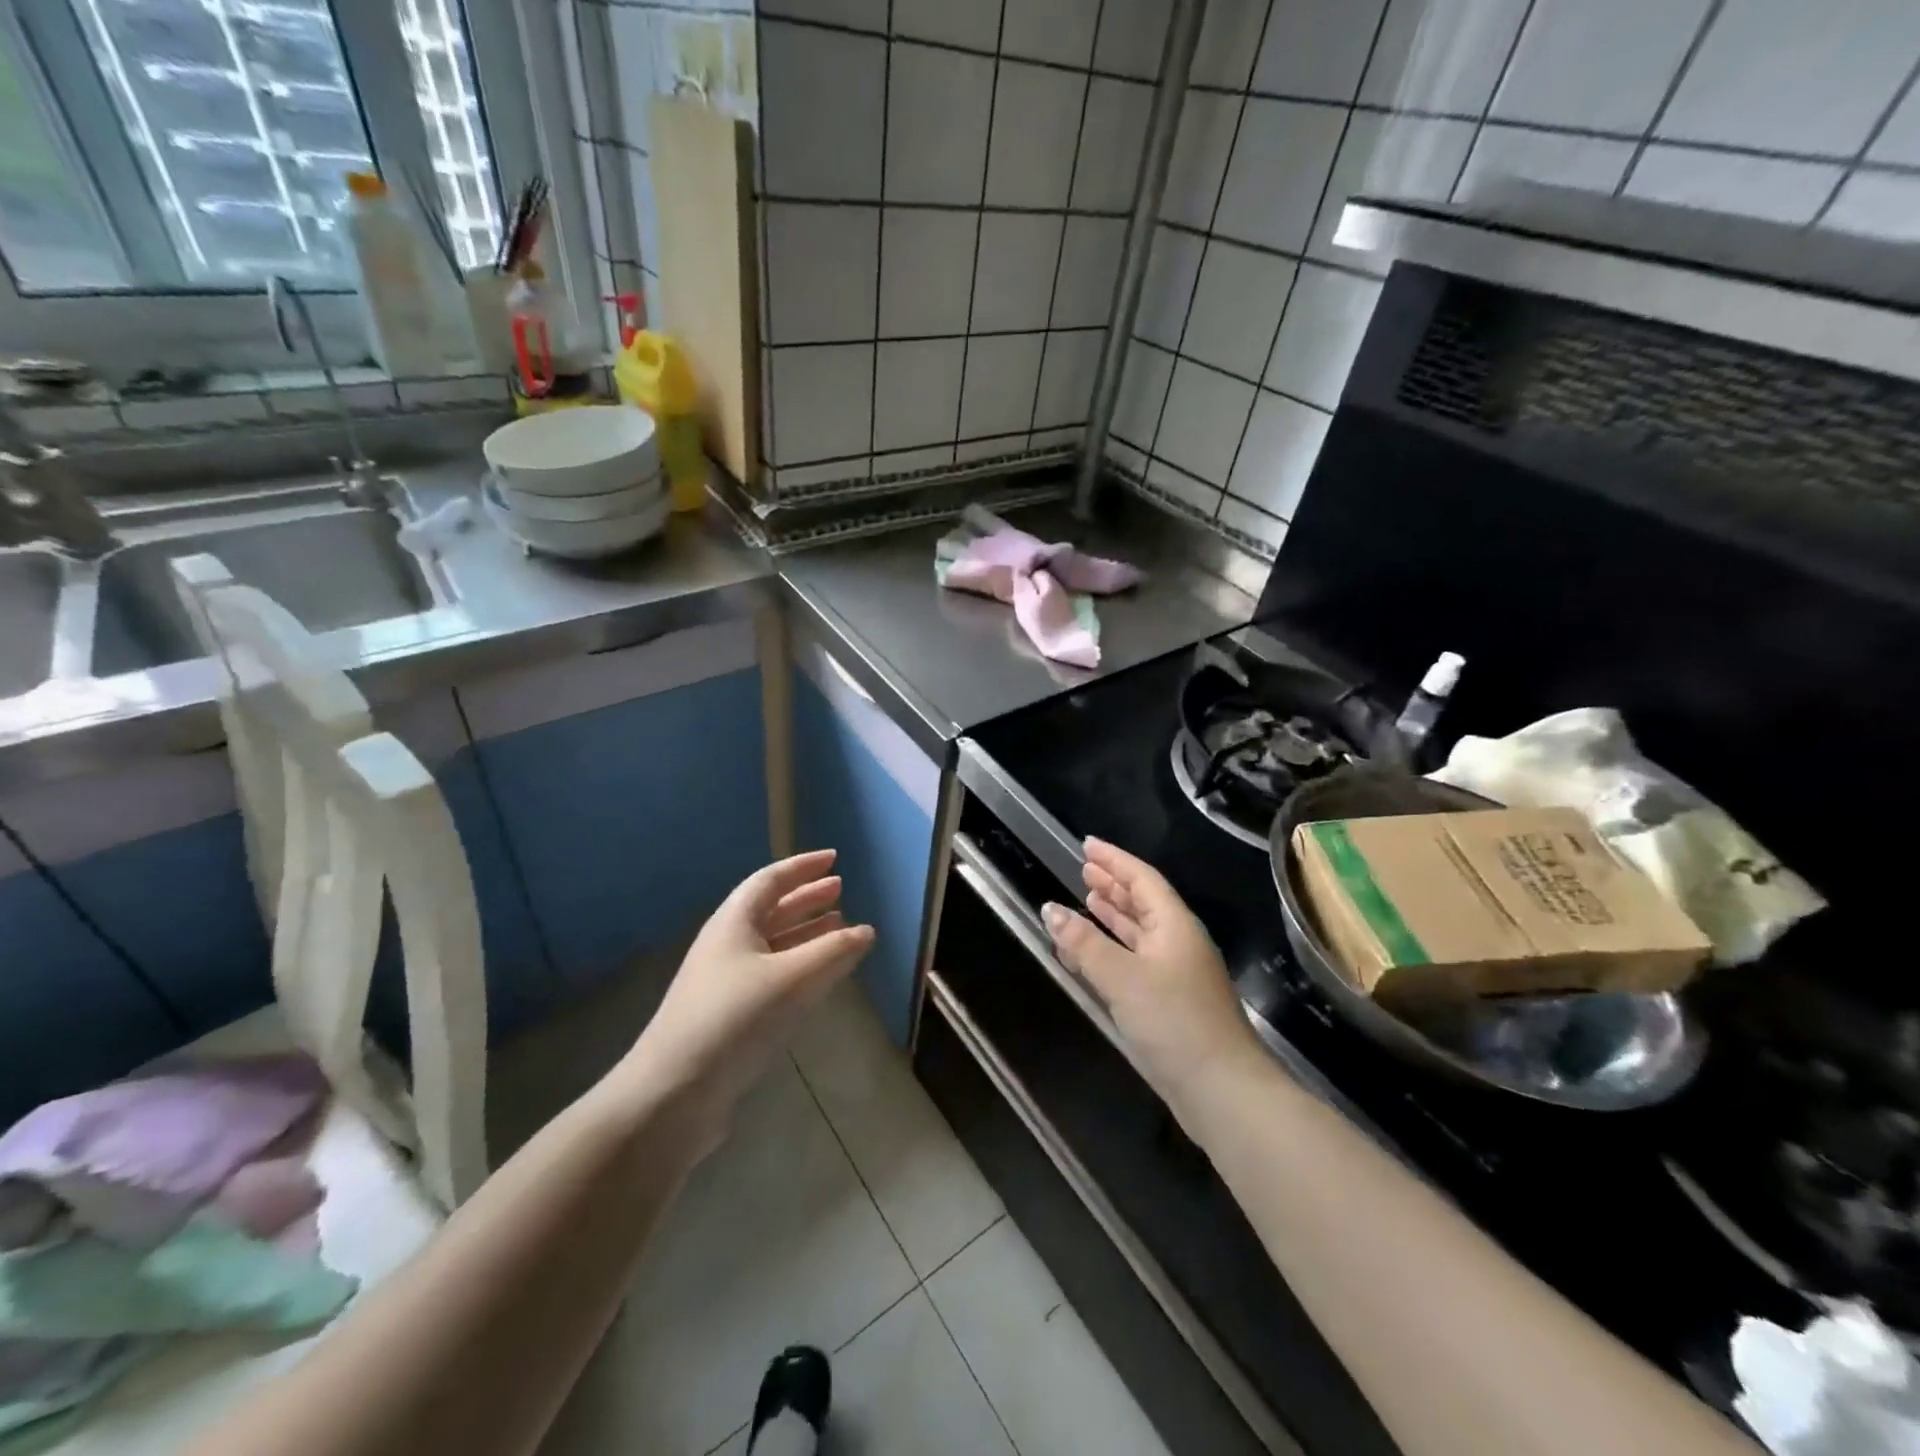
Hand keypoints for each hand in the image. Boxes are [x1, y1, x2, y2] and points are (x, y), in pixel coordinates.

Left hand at [616, 850, 873, 1145]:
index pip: (771, 880)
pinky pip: (773, 975)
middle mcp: (728, 945)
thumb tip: (867, 930)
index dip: (803, 866)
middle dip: (807, 898)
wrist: (673, 1094)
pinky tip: (820, 977)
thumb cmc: (733, 1020)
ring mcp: (726, 982)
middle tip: (840, 889)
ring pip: (774, 945)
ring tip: (840, 927)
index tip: (834, 858)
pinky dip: (800, 966)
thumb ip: (834, 952)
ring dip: (806, 933)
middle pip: (772, 910)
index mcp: (734, 923)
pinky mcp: (730, 1016)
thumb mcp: (791, 980)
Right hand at [1043, 838, 1264, 1122]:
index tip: (1087, 844)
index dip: (1114, 860)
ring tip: (1087, 899)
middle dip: (1114, 884)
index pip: (1142, 878)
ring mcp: (1176, 974)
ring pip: (1139, 932)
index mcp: (1175, 925)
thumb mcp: (1122, 977)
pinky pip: (1135, 960)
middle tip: (1084, 868)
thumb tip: (1050, 908)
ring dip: (1114, 915)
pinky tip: (1093, 953)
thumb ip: (1084, 943)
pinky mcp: (1170, 1003)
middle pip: (1144, 902)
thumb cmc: (1174, 1022)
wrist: (1222, 1091)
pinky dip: (1113, 949)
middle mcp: (1178, 943)